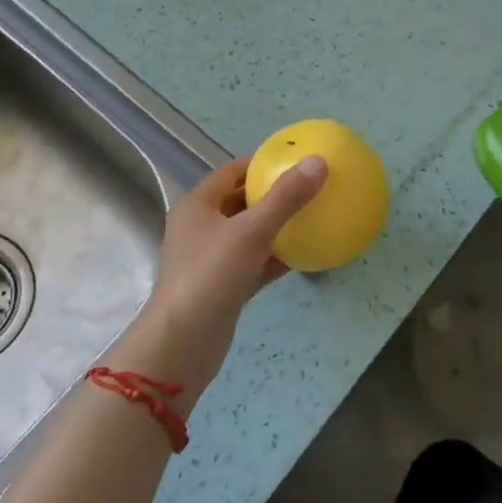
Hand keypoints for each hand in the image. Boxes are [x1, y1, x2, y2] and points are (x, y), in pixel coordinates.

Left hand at [127, 154, 326, 403]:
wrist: (183, 344)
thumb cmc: (211, 276)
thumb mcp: (251, 231)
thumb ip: (285, 197)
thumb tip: (318, 161)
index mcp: (198, 205)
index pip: (231, 172)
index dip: (261, 162)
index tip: (294, 158)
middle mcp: (202, 228)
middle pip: (242, 201)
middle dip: (274, 193)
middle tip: (310, 185)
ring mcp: (212, 259)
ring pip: (251, 233)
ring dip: (278, 225)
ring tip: (314, 215)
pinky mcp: (225, 286)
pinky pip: (256, 262)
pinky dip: (278, 256)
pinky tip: (307, 254)